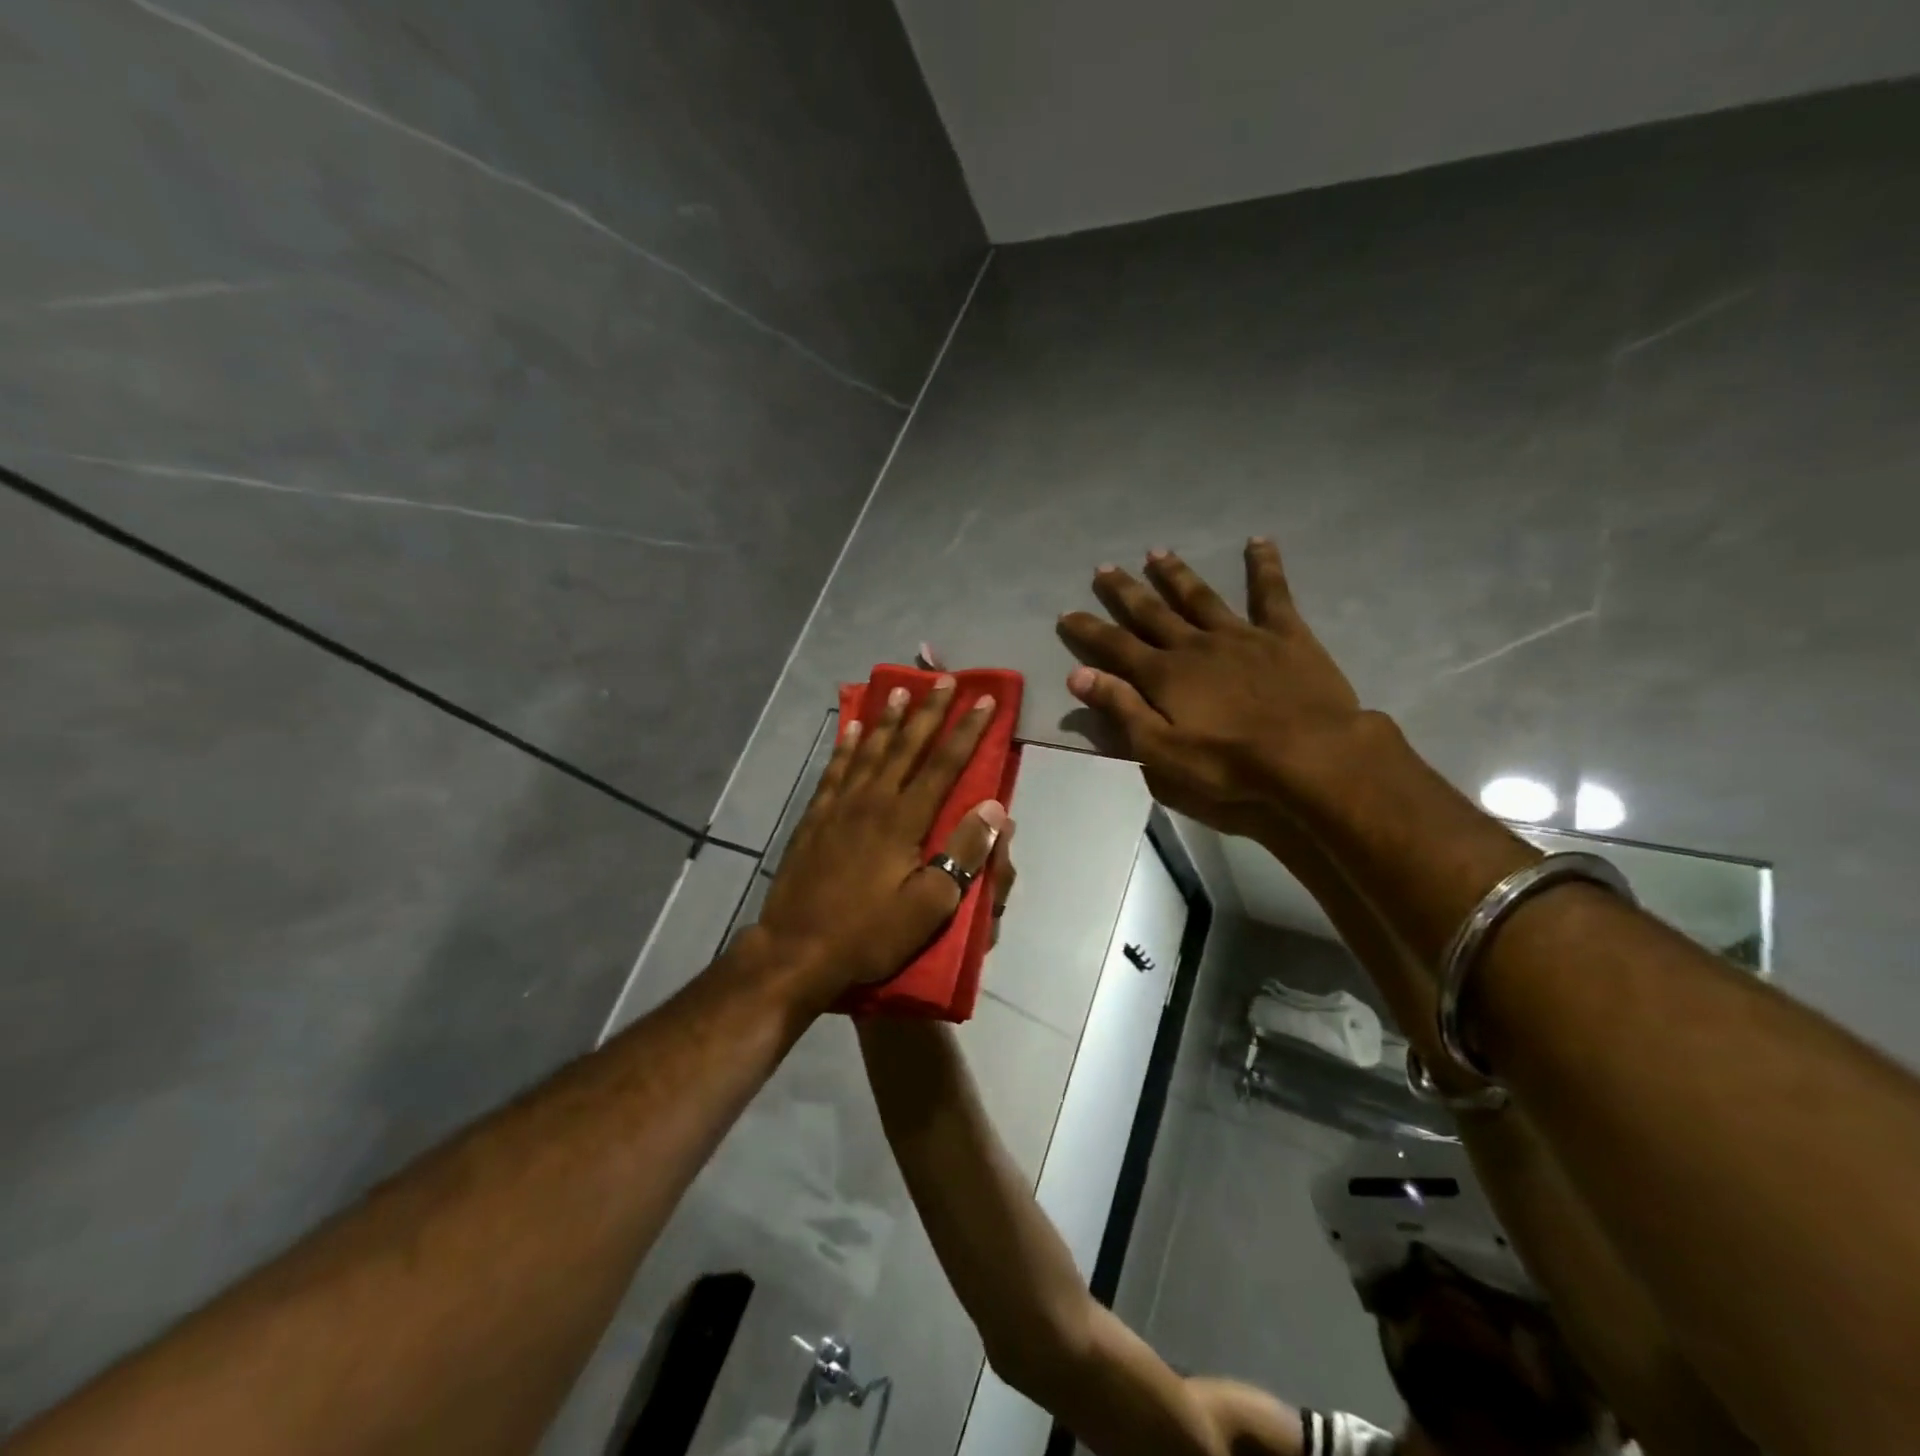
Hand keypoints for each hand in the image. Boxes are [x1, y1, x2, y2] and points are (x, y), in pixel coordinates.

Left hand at [756, 677, 1006, 1001]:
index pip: (943, 765)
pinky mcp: (815, 819)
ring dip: (887, 719)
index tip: (984, 702)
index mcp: (904, 820)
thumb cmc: (869, 933)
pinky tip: (851, 729)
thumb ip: (963, 855)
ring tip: (899, 691)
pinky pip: (834, 770)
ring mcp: (838, 807)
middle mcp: (872, 801)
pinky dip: (846, 746)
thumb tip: (993, 809)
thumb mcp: (929, 907)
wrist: (796, 950)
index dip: (967, 732)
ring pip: (869, 751)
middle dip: (929, 712)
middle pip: (906, 746)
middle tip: (945, 680)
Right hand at [1056, 538, 1367, 832]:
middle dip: (1125, 591)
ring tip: (1157, 552)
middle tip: (1104, 568)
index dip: (1089, 629)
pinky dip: (1264, 565)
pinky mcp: (1284, 634)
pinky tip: (1258, 540)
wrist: (1311, 755)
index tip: (1067, 612)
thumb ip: (1121, 709)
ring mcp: (1240, 635)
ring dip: (1176, 574)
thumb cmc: (1231, 762)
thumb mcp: (1162, 750)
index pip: (1115, 646)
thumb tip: (1077, 675)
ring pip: (1200, 596)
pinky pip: (1271, 592)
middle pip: (1152, 612)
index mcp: (1165, 675)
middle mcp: (1195, 645)